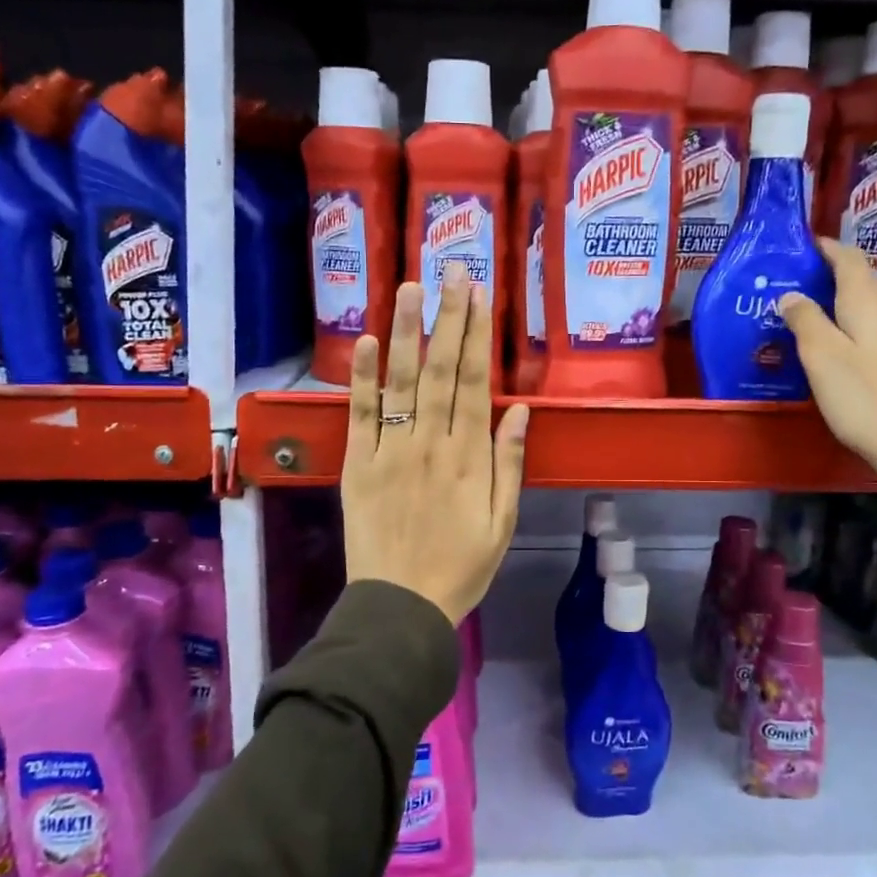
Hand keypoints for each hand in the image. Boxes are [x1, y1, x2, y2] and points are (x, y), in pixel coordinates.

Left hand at [341, 264, 529, 623]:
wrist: (402, 606)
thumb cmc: (462, 566)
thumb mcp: (503, 522)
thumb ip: (509, 463)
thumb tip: (518, 409)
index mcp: (469, 458)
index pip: (473, 382)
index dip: (476, 334)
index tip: (478, 294)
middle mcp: (430, 444)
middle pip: (440, 370)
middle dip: (447, 317)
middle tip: (451, 270)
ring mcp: (390, 452)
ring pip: (400, 382)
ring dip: (405, 332)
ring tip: (410, 287)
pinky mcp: (358, 465)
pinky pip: (360, 416)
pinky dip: (361, 378)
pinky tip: (364, 342)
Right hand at [778, 238, 876, 497]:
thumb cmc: (867, 399)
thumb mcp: (823, 358)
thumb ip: (805, 321)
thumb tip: (791, 294)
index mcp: (869, 303)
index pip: (848, 258)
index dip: (825, 247)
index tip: (800, 244)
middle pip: (861, 279)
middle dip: (829, 273)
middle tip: (794, 282)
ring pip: (870, 305)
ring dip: (841, 301)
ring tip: (810, 311)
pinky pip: (876, 328)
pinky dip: (853, 324)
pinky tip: (839, 344)